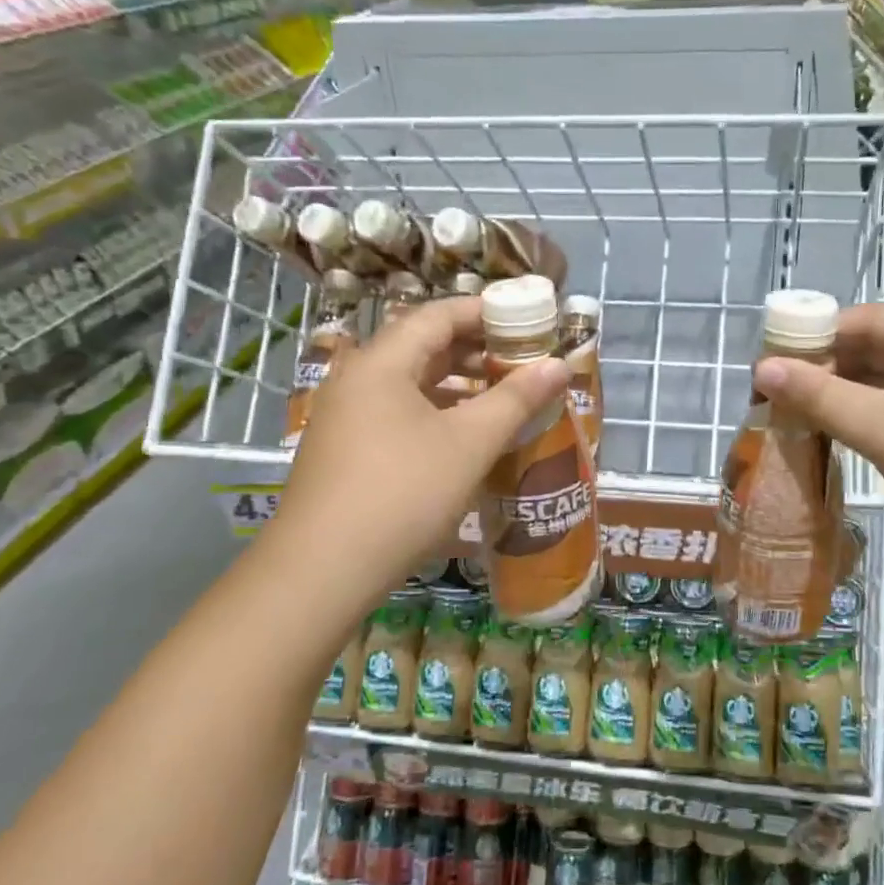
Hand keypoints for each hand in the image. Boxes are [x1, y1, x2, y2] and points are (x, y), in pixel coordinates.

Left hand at [265, 296, 567, 599]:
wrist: (323, 571)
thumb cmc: (403, 493)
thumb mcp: (469, 444)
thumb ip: (516, 399)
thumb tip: (560, 365)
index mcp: (382, 363)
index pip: (438, 316)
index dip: (486, 313)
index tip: (527, 323)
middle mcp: (357, 379)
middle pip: (422, 347)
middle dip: (476, 351)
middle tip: (523, 363)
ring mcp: (345, 416)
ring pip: (410, 384)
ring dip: (457, 386)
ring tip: (502, 399)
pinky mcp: (344, 451)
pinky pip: (397, 414)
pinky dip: (435, 414)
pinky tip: (463, 439)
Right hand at [752, 304, 883, 588]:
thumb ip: (820, 396)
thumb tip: (761, 369)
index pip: (871, 319)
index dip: (816, 335)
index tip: (770, 360)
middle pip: (882, 350)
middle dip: (828, 371)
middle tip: (775, 395)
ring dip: (847, 399)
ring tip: (795, 417)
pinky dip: (873, 422)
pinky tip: (838, 439)